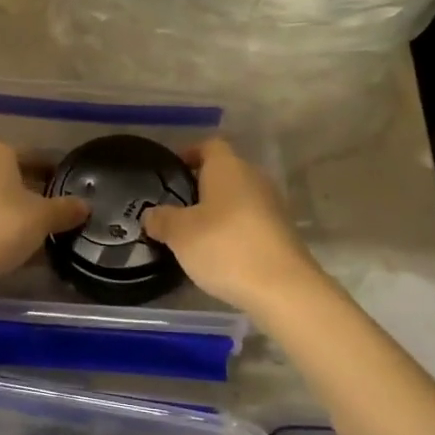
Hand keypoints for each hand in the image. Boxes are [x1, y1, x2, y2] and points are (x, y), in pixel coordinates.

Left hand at [0, 140, 88, 286]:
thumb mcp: (42, 218)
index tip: (69, 187)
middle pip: (10, 175)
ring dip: (12, 210)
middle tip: (54, 211)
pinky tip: (10, 244)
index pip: (34, 157)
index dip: (54, 173)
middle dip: (32, 192)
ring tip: (34, 232)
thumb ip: (65, 209)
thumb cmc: (1, 227)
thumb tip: (85, 205)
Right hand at [141, 139, 321, 311]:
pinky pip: (250, 222)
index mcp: (228, 168)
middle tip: (176, 207)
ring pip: (238, 198)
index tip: (171, 171)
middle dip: (201, 186)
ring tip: (194, 234)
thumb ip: (161, 220)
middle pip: (224, 172)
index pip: (209, 145)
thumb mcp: (180, 234)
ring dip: (218, 211)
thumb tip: (151, 215)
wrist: (283, 289)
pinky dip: (233, 231)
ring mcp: (272, 206)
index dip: (189, 153)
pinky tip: (219, 254)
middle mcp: (254, 178)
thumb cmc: (225, 248)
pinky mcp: (282, 233)